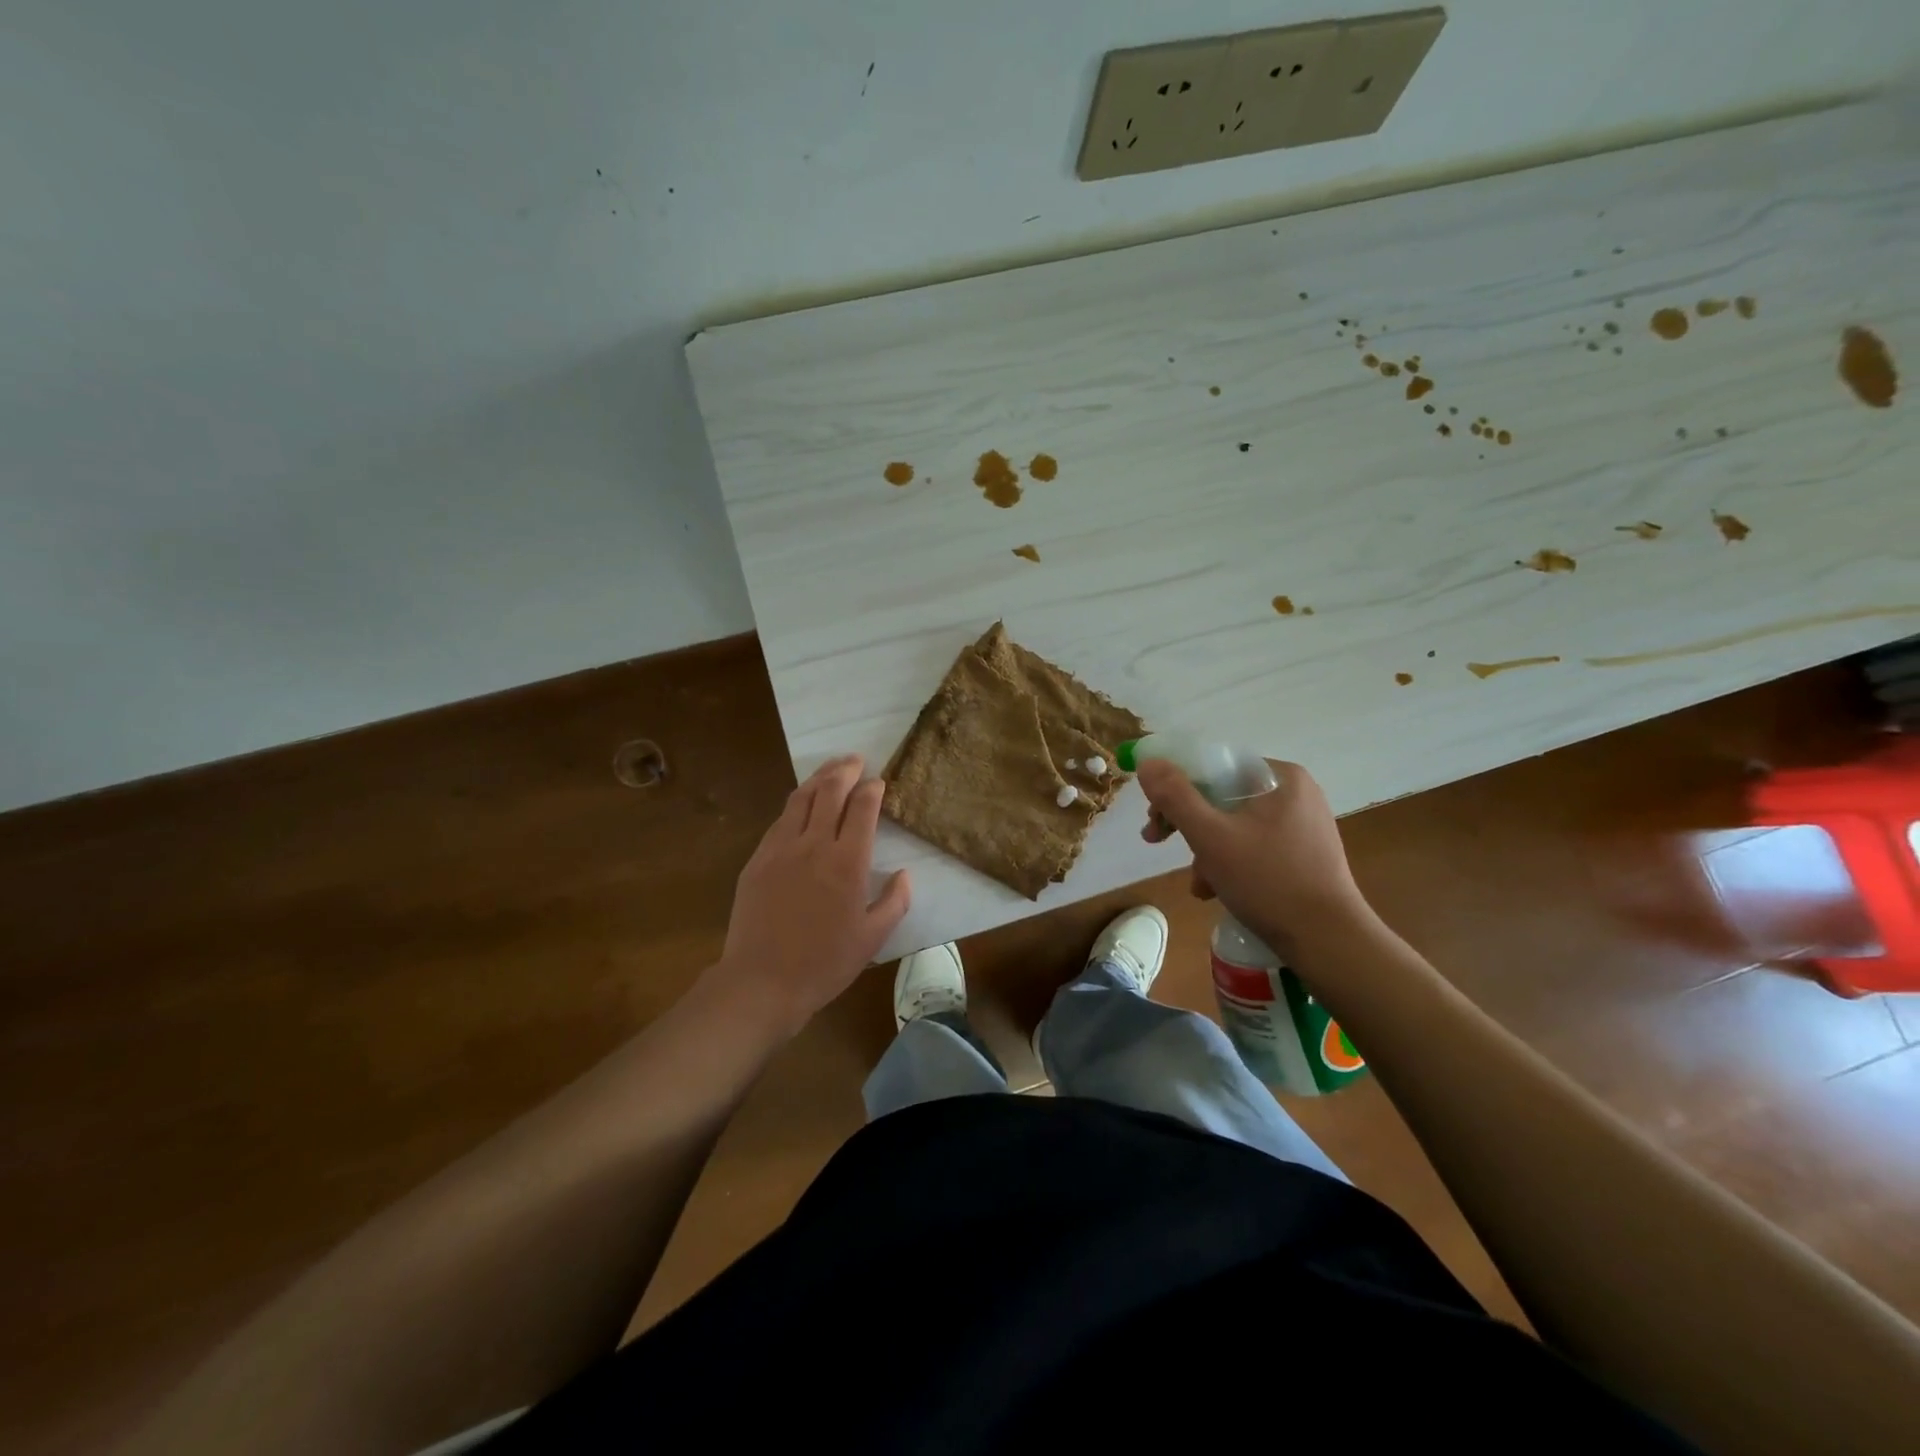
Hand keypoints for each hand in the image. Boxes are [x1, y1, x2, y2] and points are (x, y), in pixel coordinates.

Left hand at [705, 755, 910, 1036]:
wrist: (762, 982)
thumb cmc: (824, 963)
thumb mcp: (873, 938)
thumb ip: (895, 901)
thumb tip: (905, 874)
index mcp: (848, 862)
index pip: (863, 808)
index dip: (872, 790)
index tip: (879, 783)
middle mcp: (815, 844)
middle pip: (830, 791)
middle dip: (846, 770)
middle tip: (856, 760)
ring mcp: (781, 849)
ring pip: (801, 799)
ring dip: (819, 778)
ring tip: (831, 769)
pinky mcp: (757, 859)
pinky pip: (779, 820)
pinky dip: (795, 804)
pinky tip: (801, 805)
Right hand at [1137, 758, 1369, 957]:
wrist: (1329, 942)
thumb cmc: (1268, 882)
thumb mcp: (1210, 837)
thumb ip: (1175, 796)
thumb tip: (1148, 762)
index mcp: (1280, 776)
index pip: (1213, 765)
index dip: (1175, 787)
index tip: (1154, 818)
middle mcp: (1295, 792)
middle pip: (1221, 795)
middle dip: (1188, 824)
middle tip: (1159, 843)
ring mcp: (1303, 823)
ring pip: (1234, 823)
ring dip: (1206, 850)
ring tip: (1200, 884)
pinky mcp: (1305, 853)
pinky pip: (1253, 844)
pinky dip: (1230, 862)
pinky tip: (1218, 891)